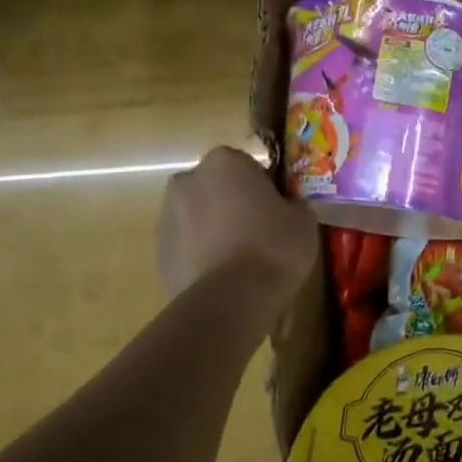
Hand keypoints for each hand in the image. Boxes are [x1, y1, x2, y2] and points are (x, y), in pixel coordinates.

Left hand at [155, 146, 318, 298]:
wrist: (229, 299)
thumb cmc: (273, 247)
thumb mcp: (303, 220)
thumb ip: (293, 204)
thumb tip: (287, 206)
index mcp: (225, 162)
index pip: (247, 164)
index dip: (263, 185)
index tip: (277, 207)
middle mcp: (188, 180)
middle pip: (216, 186)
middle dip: (232, 202)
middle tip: (258, 230)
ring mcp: (166, 215)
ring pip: (198, 214)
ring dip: (214, 227)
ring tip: (240, 258)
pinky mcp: (158, 251)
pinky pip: (186, 244)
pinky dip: (201, 253)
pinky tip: (223, 275)